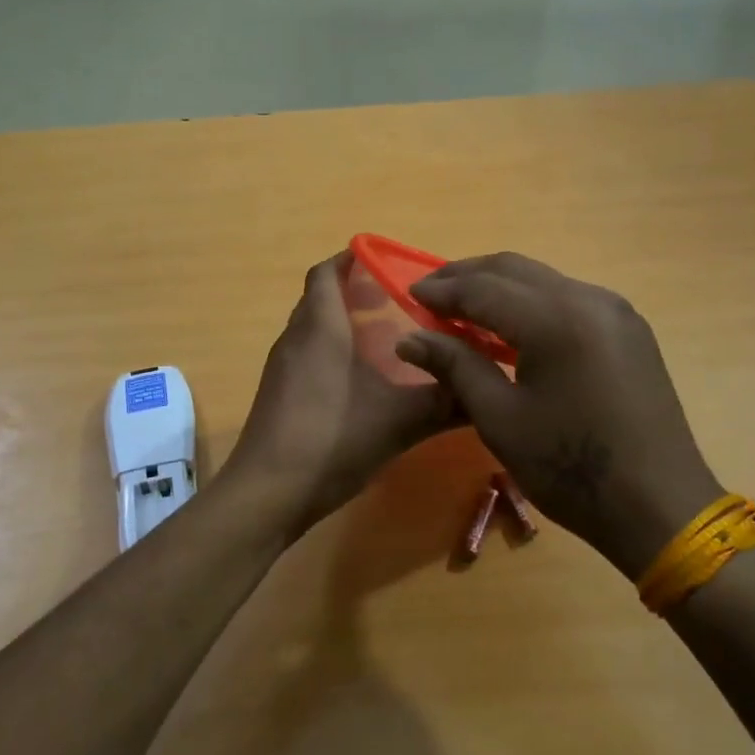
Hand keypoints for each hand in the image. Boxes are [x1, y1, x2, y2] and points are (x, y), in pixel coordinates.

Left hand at [221, 252, 459, 532]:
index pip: (326, 273)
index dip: (351, 259)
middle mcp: (295, 339)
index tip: (386, 261)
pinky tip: (362, 381)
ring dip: (344, 324)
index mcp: (320, 328)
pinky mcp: (278, 395)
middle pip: (320, 298)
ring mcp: (282, 368)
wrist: (267, 494)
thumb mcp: (398, 421)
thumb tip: (487, 390)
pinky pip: (307, 355)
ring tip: (388, 338)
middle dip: (355, 292)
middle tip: (399, 301)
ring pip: (313, 328)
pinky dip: (332, 352)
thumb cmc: (331, 440)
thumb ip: (444, 403)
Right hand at [397, 252, 723, 579]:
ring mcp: (614, 310)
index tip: (409, 294)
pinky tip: (512, 324)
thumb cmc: (570, 468)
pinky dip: (531, 300)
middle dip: (467, 275)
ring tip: (464, 306)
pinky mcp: (628, 327)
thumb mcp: (500, 419)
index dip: (442, 290)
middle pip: (514, 269)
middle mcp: (588, 299)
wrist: (660, 506)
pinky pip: (567, 296)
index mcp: (555, 320)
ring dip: (499, 285)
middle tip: (431, 293)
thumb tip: (408, 338)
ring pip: (543, 278)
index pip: (483, 288)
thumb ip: (455, 366)